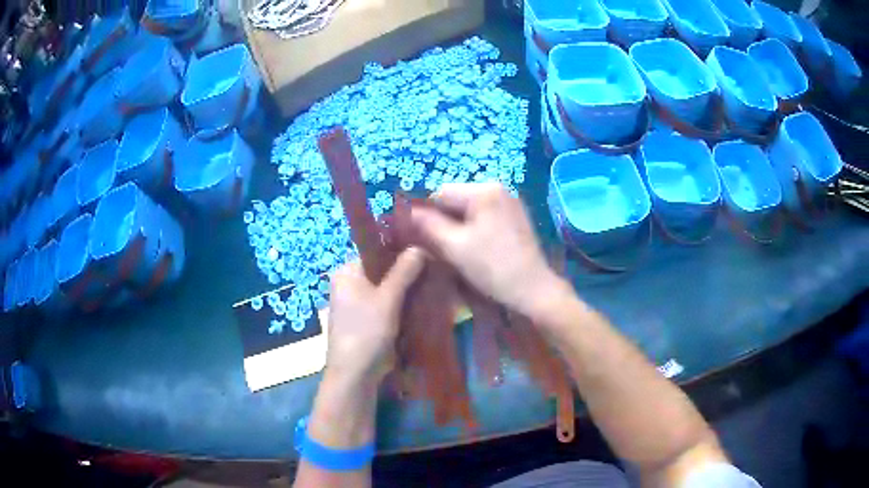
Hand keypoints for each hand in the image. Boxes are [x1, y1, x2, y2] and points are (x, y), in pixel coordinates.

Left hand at [326, 248, 424, 385]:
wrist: (355, 375)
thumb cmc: (367, 332)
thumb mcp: (387, 299)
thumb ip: (404, 271)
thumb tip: (420, 245)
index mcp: (347, 272)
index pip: (377, 251)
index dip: (402, 252)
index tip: (427, 255)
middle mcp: (348, 283)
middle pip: (383, 270)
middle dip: (407, 273)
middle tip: (432, 273)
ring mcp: (356, 303)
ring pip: (387, 289)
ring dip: (406, 290)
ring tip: (430, 287)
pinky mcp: (365, 320)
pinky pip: (386, 304)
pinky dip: (401, 305)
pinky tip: (420, 305)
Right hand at [409, 183, 565, 318]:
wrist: (533, 289)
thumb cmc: (493, 267)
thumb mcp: (455, 247)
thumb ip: (428, 225)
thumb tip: (406, 210)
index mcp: (484, 190)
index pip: (441, 193)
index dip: (426, 213)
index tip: (420, 236)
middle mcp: (499, 188)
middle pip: (457, 199)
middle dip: (444, 220)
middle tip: (437, 246)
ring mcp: (510, 202)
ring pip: (470, 209)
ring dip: (458, 225)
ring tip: (454, 249)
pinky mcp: (515, 216)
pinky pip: (485, 215)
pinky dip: (474, 228)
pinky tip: (473, 247)